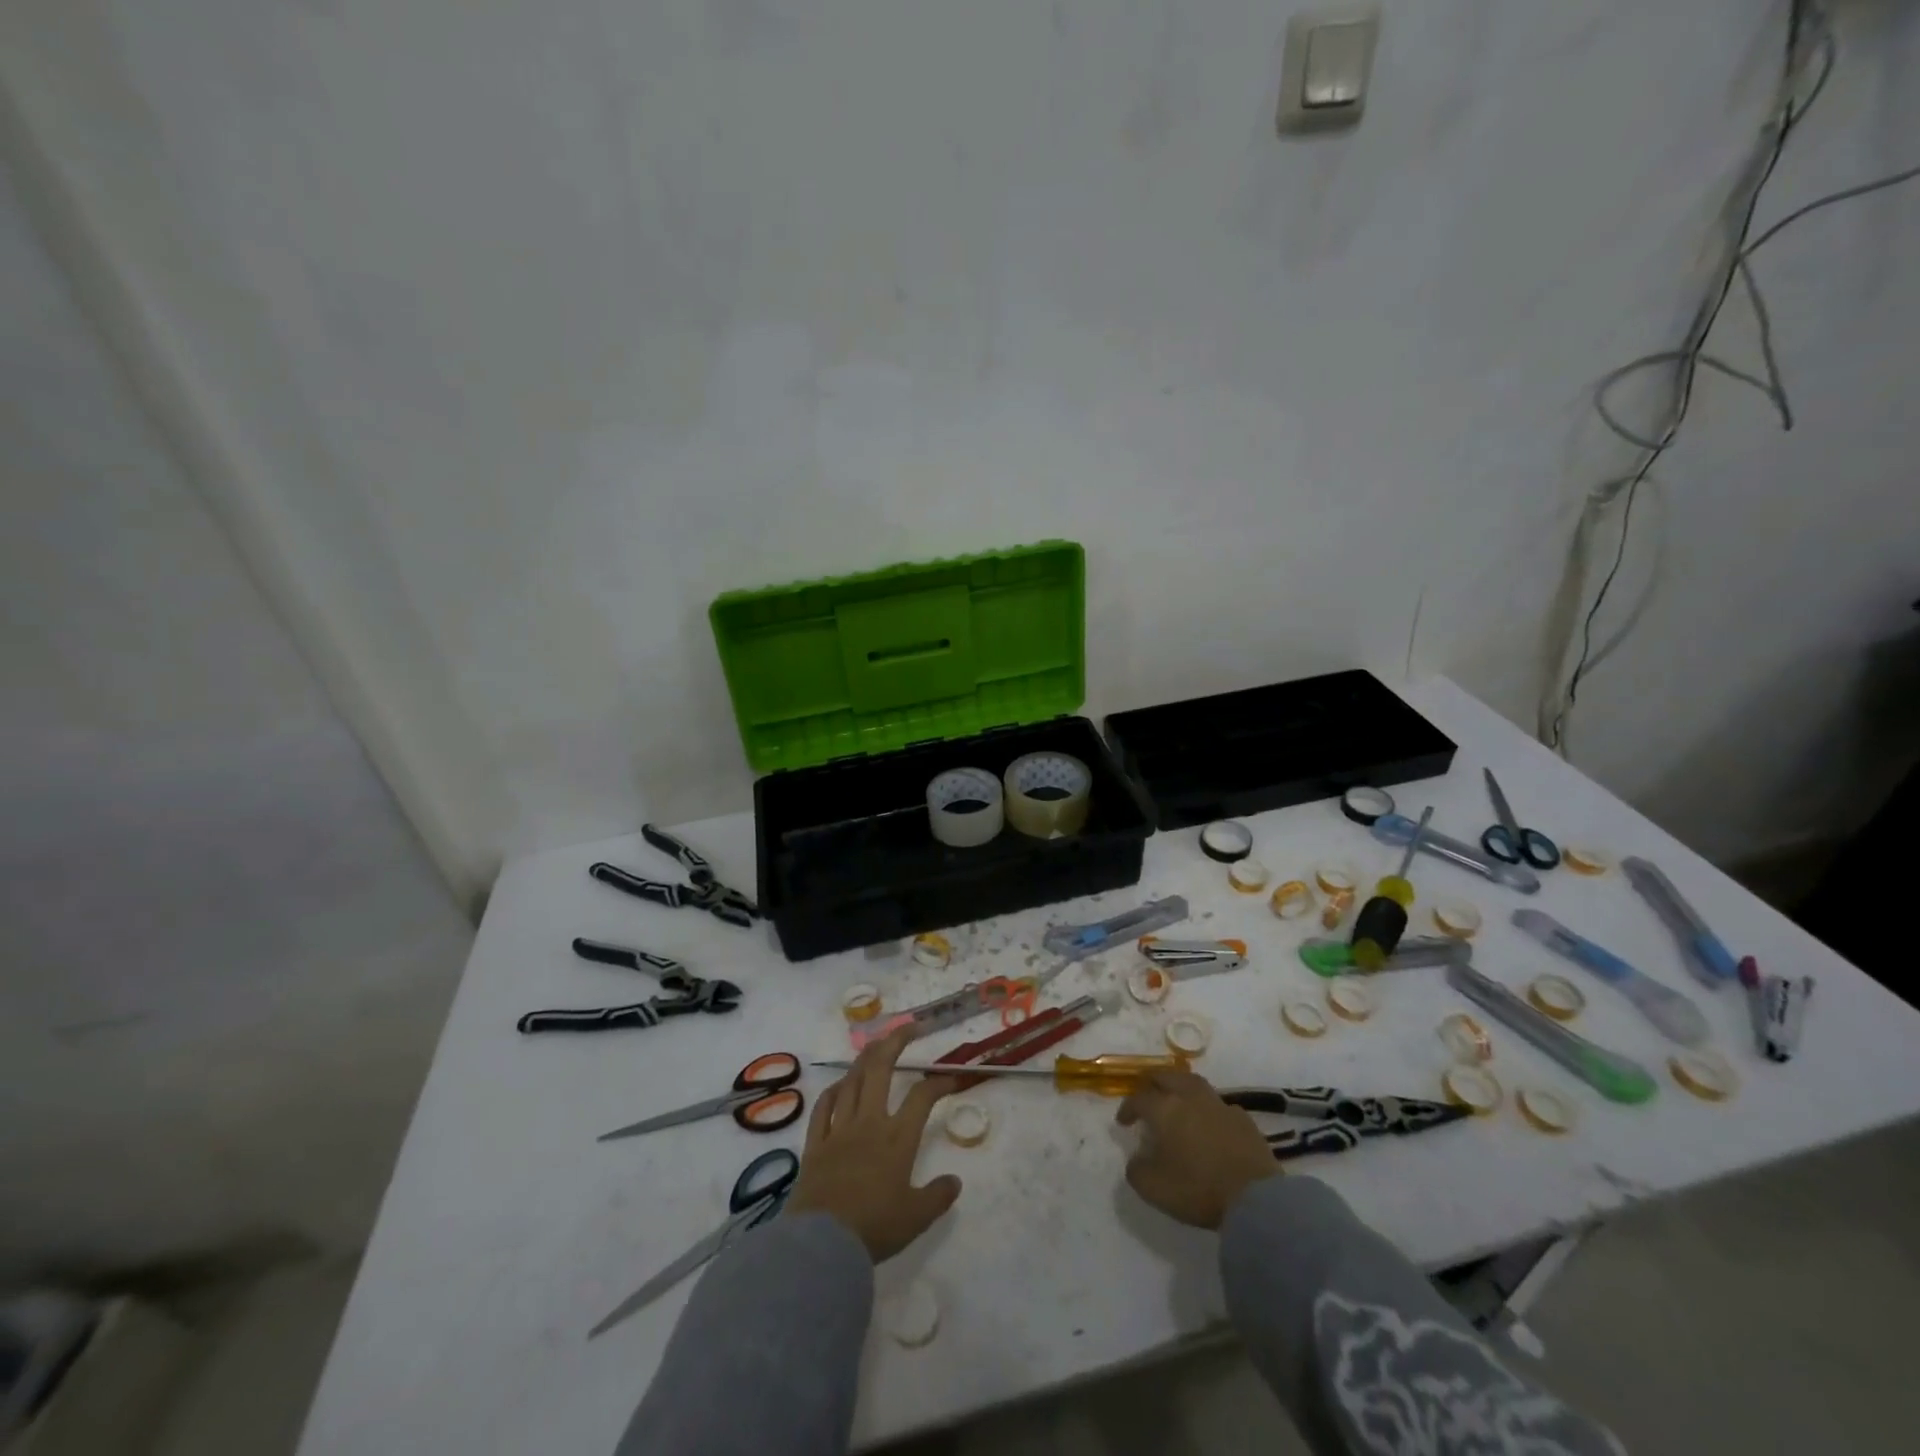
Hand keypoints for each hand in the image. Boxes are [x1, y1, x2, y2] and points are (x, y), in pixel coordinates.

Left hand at [785, 1026, 961, 1261]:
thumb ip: (937, 1197)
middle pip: (881, 1069)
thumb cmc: (873, 1228)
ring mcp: (839, 1129)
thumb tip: (955, 1182)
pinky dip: (833, 1091)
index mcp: (897, 1138)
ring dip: (865, 1059)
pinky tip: (840, 1085)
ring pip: (852, 1081)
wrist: (822, 1244)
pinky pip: (823, 1107)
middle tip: (908, 1028)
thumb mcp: (915, 1218)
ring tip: (876, 1046)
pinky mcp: (815, 1143)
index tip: (949, 1076)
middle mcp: (869, 1123)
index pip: (921, 1097)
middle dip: (895, 1042)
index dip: (938, 1082)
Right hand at [1116, 1070, 1279, 1229]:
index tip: (1123, 1122)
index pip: (1139, 1098)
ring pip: (1194, 1084)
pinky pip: (1218, 1105)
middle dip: (1152, 1084)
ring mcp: (1220, 1105)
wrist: (1256, 1199)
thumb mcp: (1153, 1188)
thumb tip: (1137, 1159)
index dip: (1127, 1108)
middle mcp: (1190, 1098)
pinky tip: (1209, 1124)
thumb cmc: (1198, 1189)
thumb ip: (1137, 1170)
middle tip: (1147, 1095)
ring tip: (1178, 1104)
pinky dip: (1207, 1110)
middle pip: (1167, 1077)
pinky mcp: (1244, 1119)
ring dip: (1181, 1090)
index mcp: (1165, 1109)